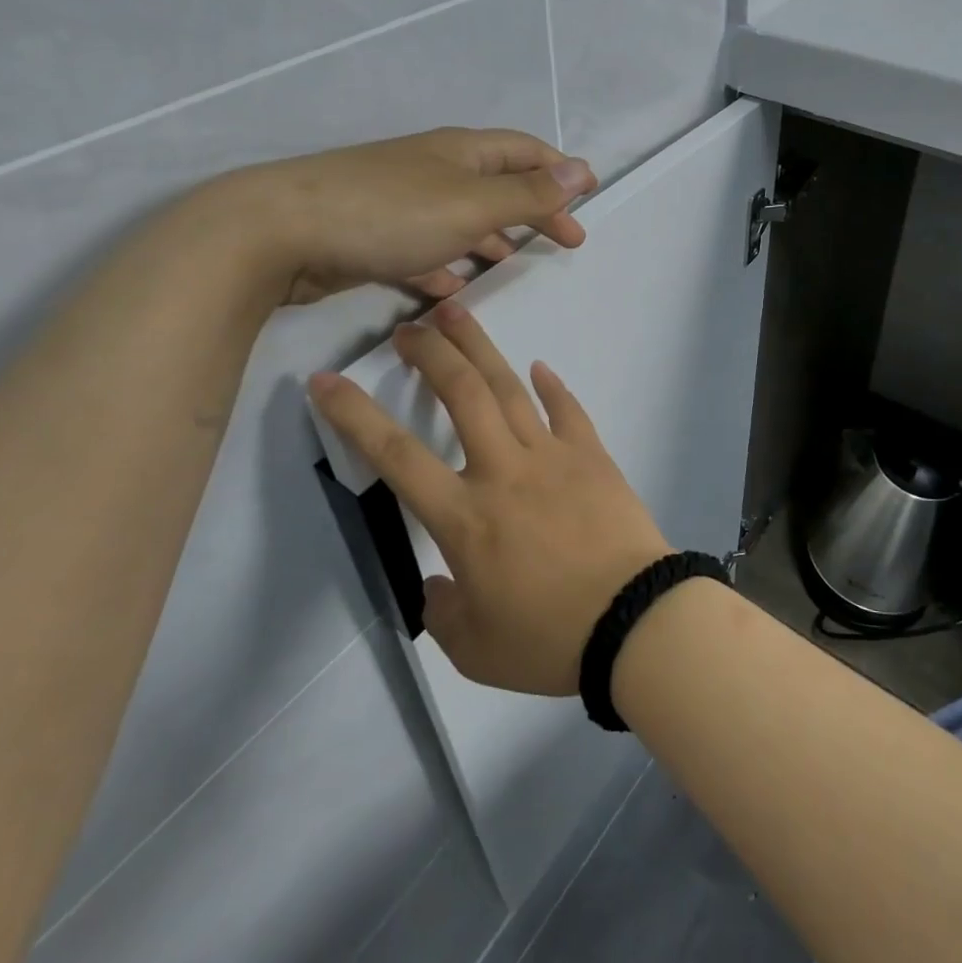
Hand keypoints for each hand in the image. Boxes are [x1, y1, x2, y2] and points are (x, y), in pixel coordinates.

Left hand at [206, 128, 596, 303]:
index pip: (525, 151)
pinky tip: (452, 288)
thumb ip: (529, 194)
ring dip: (492, 237)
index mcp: (462, 154)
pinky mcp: (374, 237)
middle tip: (566, 241)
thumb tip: (582, 170)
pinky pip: (424, 249)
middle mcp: (434, 171)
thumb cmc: (391, 213)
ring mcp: (401, 203)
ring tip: (514, 263)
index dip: (560, 170)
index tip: (589, 196)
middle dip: (534, 210)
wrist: (280, 233)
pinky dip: (446, 264)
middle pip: (498, 184)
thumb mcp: (473, 204)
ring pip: (461, 218)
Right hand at [308, 302, 671, 694]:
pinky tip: (541, 368)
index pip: (396, 456)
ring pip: (509, 389)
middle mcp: (503, 471)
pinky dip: (552, 386)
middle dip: (431, 354)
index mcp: (465, 517)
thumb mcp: (476, 648)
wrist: (635, 620)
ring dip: (481, 348)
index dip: (354, 415)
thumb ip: (444, 611)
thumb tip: (438, 584)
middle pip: (461, 395)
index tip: (326, 380)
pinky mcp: (592, 456)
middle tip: (410, 327)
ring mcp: (552, 457)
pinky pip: (568, 410)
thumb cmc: (550, 639)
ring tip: (458, 313)